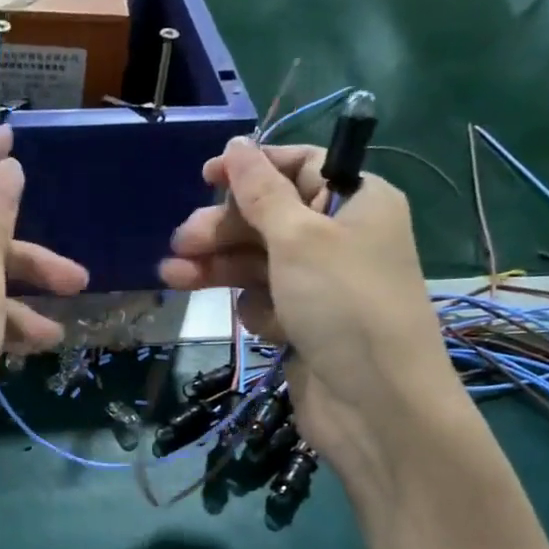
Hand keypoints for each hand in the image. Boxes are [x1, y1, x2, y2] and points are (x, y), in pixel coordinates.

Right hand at [159, 138, 466, 497]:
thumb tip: (236, 145)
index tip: (205, 176)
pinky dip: (257, 311)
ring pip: (258, 263)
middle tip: (182, 242)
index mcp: (357, 201)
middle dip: (224, 229)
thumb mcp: (299, 238)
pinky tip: (259, 326)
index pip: (299, 167)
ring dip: (219, 268)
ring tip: (173, 276)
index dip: (251, 169)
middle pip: (269, 218)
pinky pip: (266, 302)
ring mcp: (320, 285)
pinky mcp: (303, 324)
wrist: (375, 403)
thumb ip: (261, 192)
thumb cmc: (343, 304)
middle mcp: (340, 238)